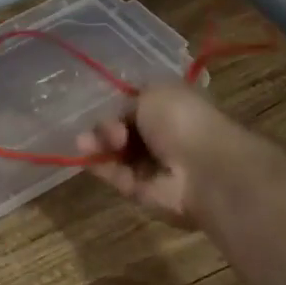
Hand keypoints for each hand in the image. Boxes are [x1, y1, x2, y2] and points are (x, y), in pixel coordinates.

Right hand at [76, 83, 239, 227]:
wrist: (200, 169)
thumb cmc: (181, 122)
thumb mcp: (153, 93)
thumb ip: (128, 101)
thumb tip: (118, 116)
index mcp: (172, 109)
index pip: (136, 106)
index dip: (118, 105)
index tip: (109, 105)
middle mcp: (162, 136)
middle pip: (121, 129)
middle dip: (106, 127)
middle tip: (107, 130)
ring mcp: (152, 165)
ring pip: (115, 152)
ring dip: (98, 144)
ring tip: (85, 142)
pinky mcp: (140, 190)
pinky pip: (114, 175)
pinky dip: (99, 166)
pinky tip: (86, 156)